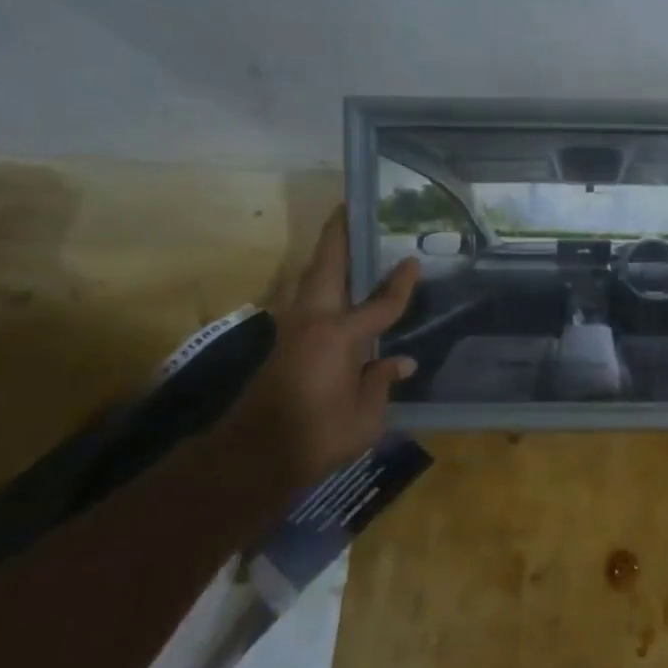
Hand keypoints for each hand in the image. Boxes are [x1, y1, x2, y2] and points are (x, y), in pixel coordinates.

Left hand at [226, 207, 420, 489]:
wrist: (255, 455)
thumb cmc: (318, 435)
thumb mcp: (366, 416)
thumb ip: (381, 381)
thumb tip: (401, 360)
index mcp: (339, 336)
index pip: (380, 303)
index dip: (400, 284)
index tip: (412, 261)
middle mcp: (314, 322)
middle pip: (327, 269)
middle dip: (338, 238)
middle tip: (352, 211)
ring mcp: (294, 331)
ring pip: (311, 281)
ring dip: (327, 258)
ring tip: (345, 241)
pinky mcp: (285, 344)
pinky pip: (308, 300)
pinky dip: (322, 284)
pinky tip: (336, 289)